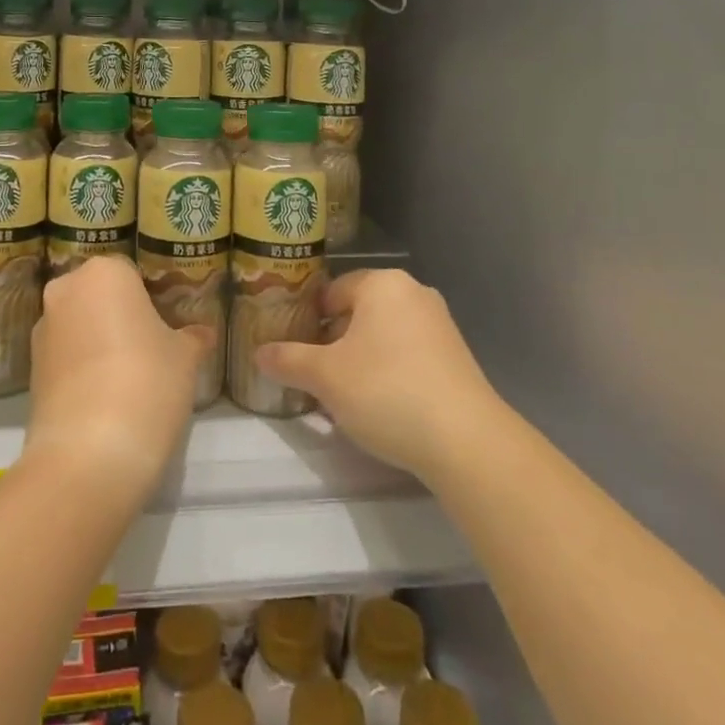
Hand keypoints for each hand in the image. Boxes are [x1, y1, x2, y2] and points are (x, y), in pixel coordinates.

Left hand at [25, 255, 218, 498]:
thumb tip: (202, 334)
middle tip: (150, 349)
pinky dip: (83, 370)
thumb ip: (192, 338)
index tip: (167, 326)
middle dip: (122, 317)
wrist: (88, 455)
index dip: (152, 298)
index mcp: (105, 273)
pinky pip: (66, 358)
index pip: (132, 273)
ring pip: (80, 326)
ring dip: (100, 343)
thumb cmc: (147, 383)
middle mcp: (66, 290)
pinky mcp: (30, 372)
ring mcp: (42, 331)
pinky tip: (107, 400)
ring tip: (129, 380)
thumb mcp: (184, 357)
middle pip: (100, 297)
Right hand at [257, 268, 501, 483]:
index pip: (331, 291)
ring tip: (344, 397)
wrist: (466, 441)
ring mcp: (440, 325)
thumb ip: (288, 360)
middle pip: (358, 313)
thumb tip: (258, 353)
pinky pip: (408, 355)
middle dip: (334, 343)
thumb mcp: (325, 377)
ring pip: (383, 336)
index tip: (295, 351)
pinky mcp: (457, 357)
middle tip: (315, 376)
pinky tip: (381, 407)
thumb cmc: (386, 391)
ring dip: (360, 360)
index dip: (309, 320)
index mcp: (382, 283)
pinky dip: (389, 373)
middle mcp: (413, 293)